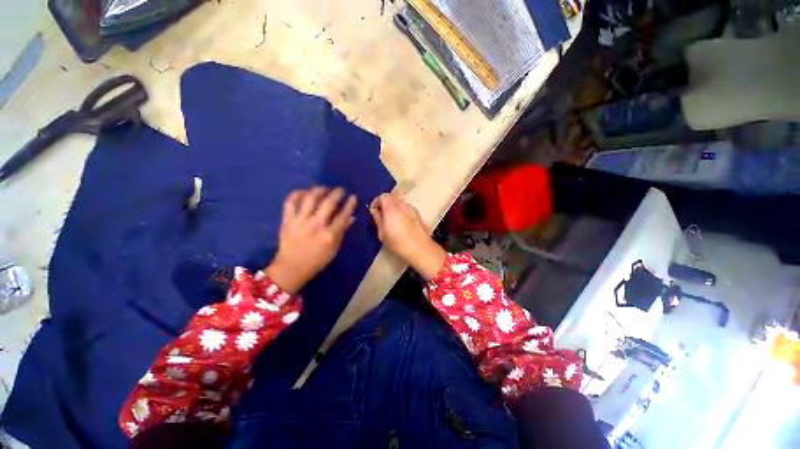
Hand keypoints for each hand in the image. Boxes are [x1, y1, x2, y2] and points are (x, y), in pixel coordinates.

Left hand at [265, 187, 356, 293]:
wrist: (291, 268)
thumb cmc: (317, 260)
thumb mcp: (334, 249)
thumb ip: (342, 232)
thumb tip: (351, 217)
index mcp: (329, 235)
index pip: (343, 215)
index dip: (350, 204)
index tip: (353, 197)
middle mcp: (316, 225)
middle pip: (328, 203)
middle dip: (337, 193)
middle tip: (340, 190)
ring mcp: (300, 221)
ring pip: (310, 198)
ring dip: (319, 190)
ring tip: (323, 188)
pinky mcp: (287, 220)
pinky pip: (290, 202)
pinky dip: (297, 194)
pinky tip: (304, 192)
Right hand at [369, 193, 446, 280]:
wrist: (420, 249)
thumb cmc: (398, 243)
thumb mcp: (382, 234)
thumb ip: (378, 219)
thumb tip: (376, 211)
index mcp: (391, 208)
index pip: (382, 196)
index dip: (376, 203)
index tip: (374, 213)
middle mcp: (402, 205)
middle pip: (391, 197)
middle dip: (384, 204)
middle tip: (381, 216)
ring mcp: (411, 208)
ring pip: (399, 202)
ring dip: (393, 207)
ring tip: (391, 221)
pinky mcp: (418, 214)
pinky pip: (406, 208)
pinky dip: (401, 211)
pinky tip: (401, 224)